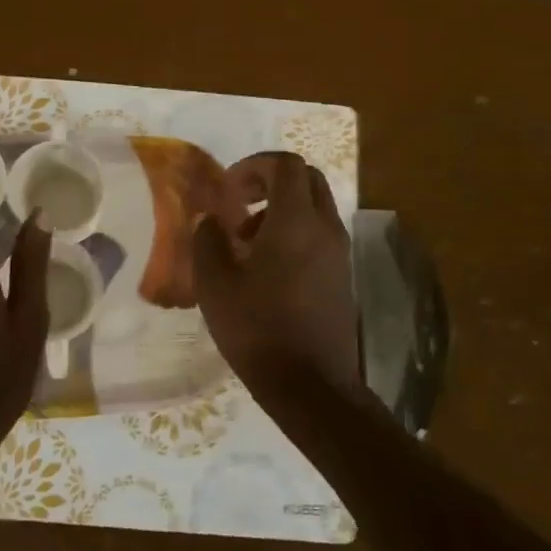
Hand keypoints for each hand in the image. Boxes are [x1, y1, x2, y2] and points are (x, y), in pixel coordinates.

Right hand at [192, 152, 362, 408]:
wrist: (312, 386)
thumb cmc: (258, 329)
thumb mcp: (215, 285)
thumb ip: (207, 241)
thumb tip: (209, 220)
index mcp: (295, 221)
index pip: (285, 164)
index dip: (254, 165)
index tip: (229, 189)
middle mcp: (325, 228)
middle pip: (307, 179)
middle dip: (271, 181)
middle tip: (240, 205)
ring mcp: (339, 253)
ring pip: (315, 208)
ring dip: (282, 210)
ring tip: (247, 242)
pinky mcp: (342, 277)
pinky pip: (320, 235)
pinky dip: (295, 234)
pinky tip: (267, 270)